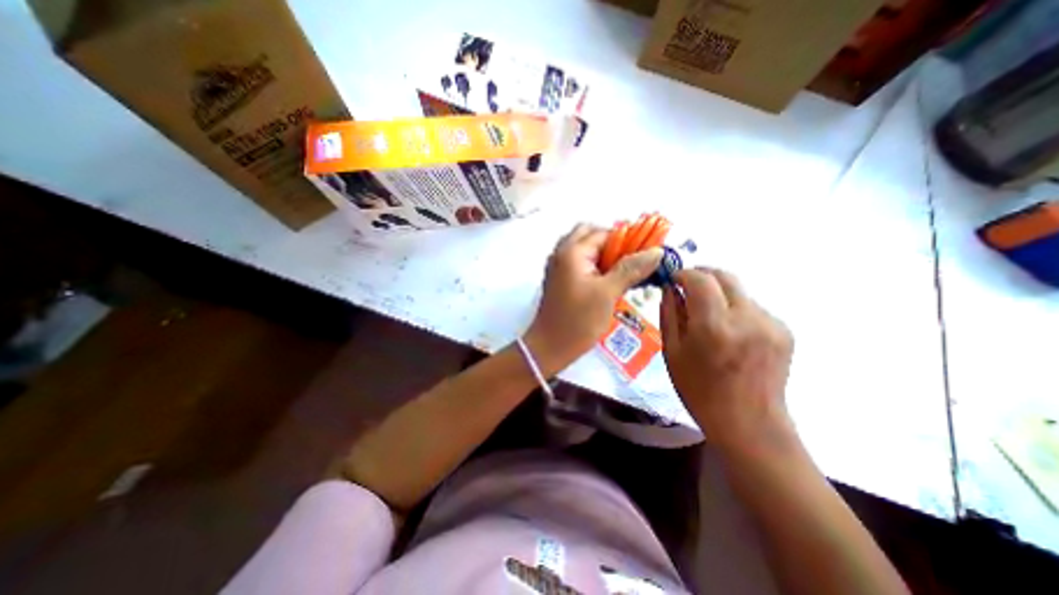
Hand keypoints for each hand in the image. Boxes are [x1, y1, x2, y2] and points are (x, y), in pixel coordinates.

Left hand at [527, 223, 662, 376]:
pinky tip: (607, 281)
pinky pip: (579, 262)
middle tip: (630, 261)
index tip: (645, 253)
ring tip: (621, 272)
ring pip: (584, 249)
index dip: (627, 240)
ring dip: (603, 254)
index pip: (604, 232)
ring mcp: (558, 266)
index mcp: (572, 252)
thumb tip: (656, 251)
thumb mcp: (607, 294)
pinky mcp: (559, 279)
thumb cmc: (578, 320)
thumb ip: (631, 269)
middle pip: (590, 234)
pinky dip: (594, 264)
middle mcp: (561, 253)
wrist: (549, 347)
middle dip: (613, 243)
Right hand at [661, 268, 793, 452]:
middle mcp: (746, 318)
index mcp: (714, 327)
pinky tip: (730, 333)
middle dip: (703, 275)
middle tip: (687, 286)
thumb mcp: (672, 352)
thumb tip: (670, 288)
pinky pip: (753, 308)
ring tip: (709, 317)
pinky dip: (736, 310)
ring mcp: (770, 324)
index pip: (700, 279)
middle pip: (725, 276)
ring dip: (720, 295)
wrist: (748, 424)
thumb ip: (670, 313)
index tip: (673, 278)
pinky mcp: (784, 331)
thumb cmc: (699, 390)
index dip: (684, 273)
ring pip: (739, 292)